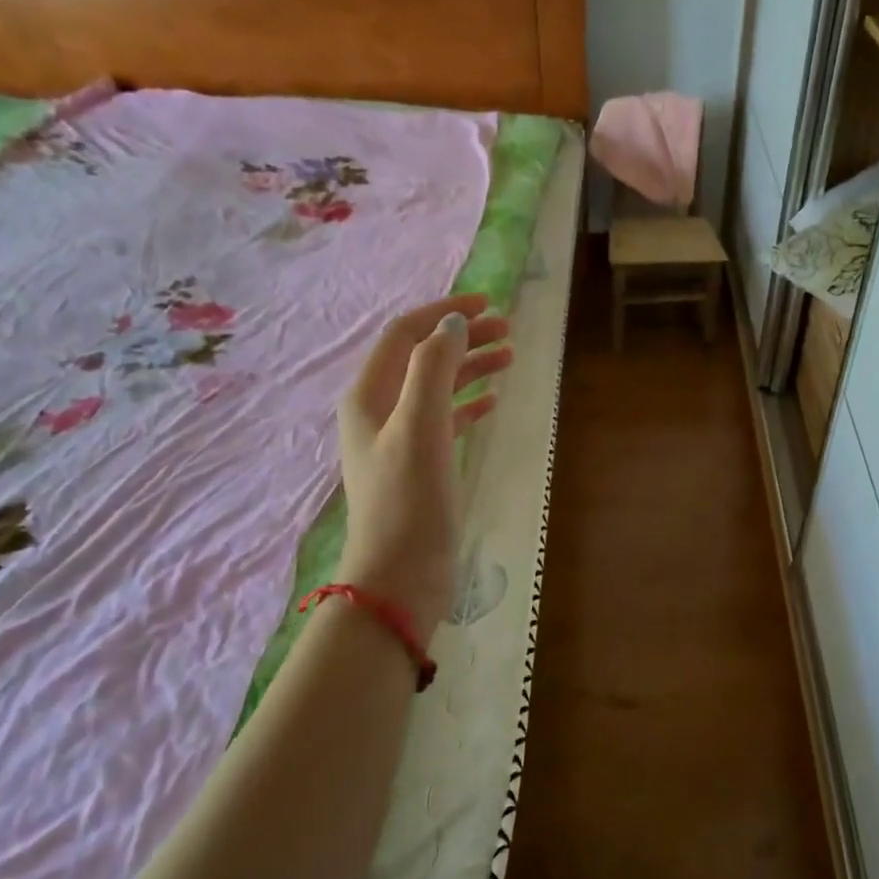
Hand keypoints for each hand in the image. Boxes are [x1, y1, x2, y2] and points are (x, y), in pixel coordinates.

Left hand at [337, 295, 513, 643]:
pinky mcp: (419, 467)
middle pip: (422, 358)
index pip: (405, 335)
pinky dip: (468, 404)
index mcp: (369, 395)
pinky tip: (492, 402)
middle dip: (462, 338)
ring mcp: (398, 441)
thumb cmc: (410, 499)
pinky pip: (445, 420)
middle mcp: (378, 411)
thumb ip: (435, 367)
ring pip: (436, 388)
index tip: (488, 303)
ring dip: (470, 368)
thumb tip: (455, 324)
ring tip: (509, 358)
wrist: (401, 575)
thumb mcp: (421, 425)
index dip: (444, 312)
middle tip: (508, 331)